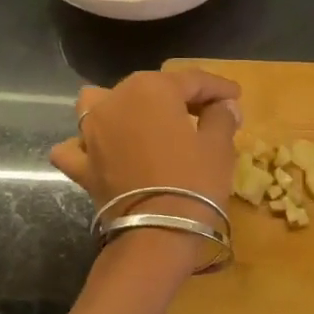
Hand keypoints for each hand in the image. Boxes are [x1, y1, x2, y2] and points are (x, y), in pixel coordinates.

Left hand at [50, 68, 242, 249]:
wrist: (158, 234)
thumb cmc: (195, 182)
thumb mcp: (219, 146)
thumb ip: (221, 117)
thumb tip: (224, 105)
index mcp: (152, 88)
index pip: (192, 79)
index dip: (218, 87)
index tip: (235, 96)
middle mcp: (114, 101)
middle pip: (151, 89)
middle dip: (178, 97)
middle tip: (205, 112)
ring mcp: (90, 133)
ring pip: (101, 105)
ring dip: (121, 108)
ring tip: (143, 122)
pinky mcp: (81, 165)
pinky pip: (77, 147)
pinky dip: (88, 146)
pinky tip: (102, 152)